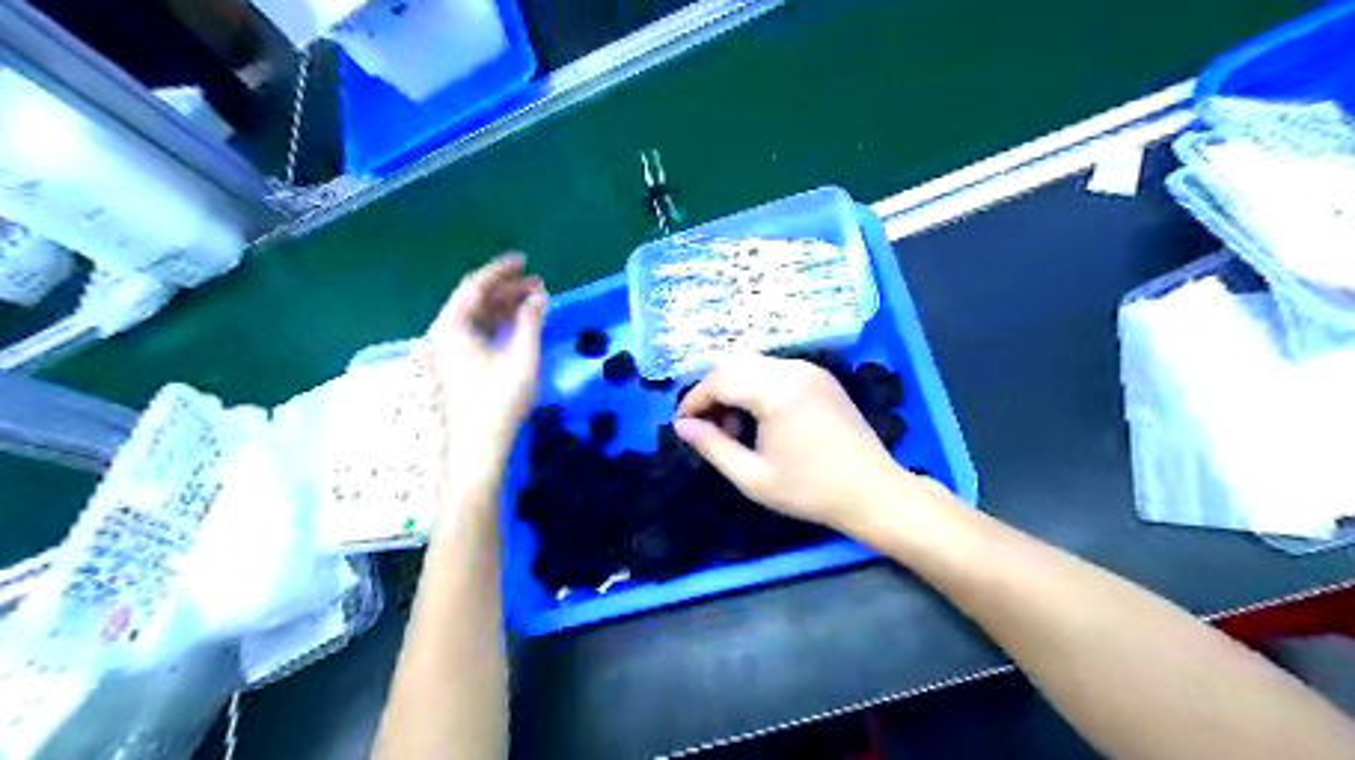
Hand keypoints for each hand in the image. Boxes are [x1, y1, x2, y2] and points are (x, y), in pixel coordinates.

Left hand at [424, 252, 544, 471]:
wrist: (479, 445)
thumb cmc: (499, 400)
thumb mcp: (521, 357)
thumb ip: (529, 321)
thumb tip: (538, 295)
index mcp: (453, 327)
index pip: (474, 287)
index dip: (500, 271)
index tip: (523, 260)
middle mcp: (445, 334)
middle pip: (475, 300)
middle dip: (506, 289)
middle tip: (537, 283)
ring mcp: (450, 351)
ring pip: (477, 317)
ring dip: (505, 306)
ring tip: (535, 300)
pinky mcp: (459, 365)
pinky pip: (478, 332)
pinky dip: (499, 323)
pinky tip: (520, 323)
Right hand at [672, 355, 903, 527]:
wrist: (872, 492)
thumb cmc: (810, 490)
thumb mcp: (752, 477)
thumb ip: (712, 447)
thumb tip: (682, 426)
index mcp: (776, 390)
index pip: (719, 381)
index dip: (694, 401)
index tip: (682, 426)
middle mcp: (792, 369)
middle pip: (734, 365)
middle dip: (712, 393)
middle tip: (707, 429)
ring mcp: (810, 369)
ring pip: (753, 365)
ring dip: (734, 389)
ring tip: (735, 429)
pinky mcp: (821, 377)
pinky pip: (775, 370)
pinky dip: (757, 387)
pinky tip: (761, 419)